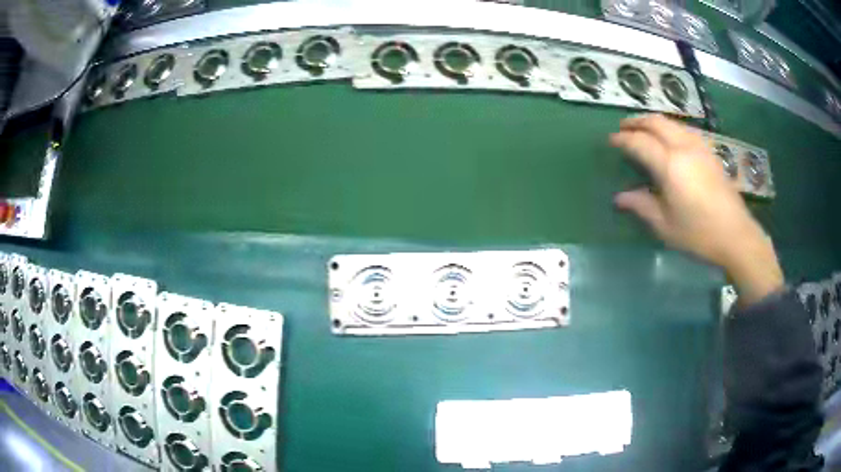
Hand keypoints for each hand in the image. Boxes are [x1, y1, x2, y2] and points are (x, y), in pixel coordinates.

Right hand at [610, 114, 782, 305]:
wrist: (736, 235)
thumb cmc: (699, 234)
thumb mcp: (665, 226)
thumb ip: (642, 206)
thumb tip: (620, 198)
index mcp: (670, 165)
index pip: (640, 142)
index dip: (623, 139)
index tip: (612, 140)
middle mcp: (684, 148)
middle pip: (656, 122)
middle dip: (637, 121)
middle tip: (624, 127)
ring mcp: (699, 147)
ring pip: (672, 123)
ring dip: (654, 122)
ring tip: (645, 129)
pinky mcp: (710, 152)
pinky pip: (685, 130)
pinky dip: (671, 128)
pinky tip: (671, 138)